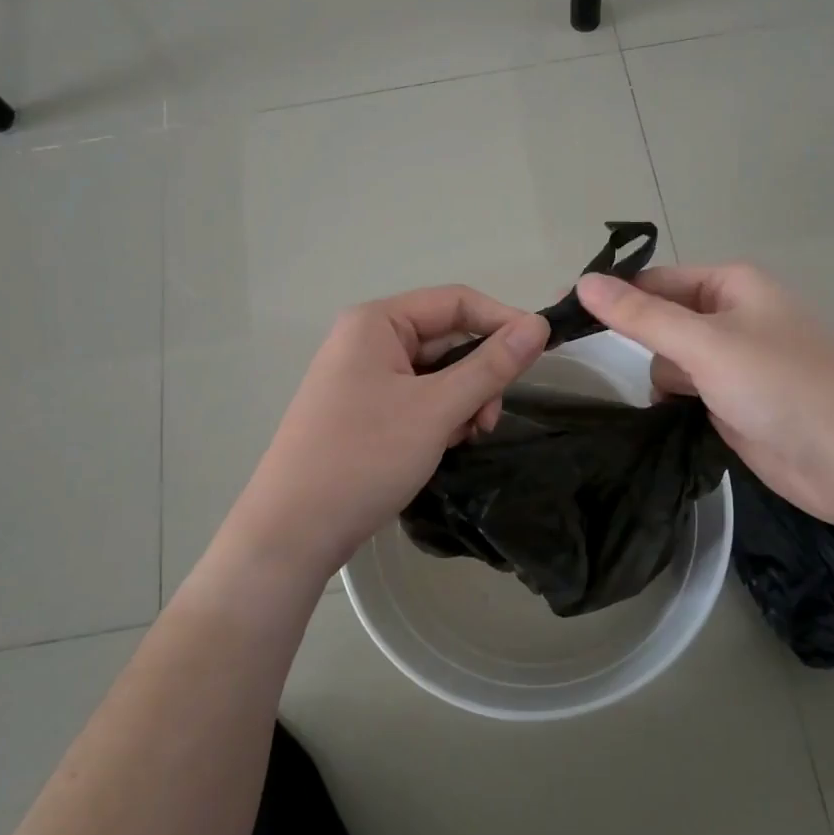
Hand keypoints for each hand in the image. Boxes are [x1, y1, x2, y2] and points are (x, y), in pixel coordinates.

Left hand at [223, 287, 548, 580]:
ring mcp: (363, 377)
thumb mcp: (436, 409)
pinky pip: (417, 398)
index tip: (541, 353)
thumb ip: (491, 366)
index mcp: (376, 322)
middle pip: (447, 338)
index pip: (456, 301)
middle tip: (489, 420)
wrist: (291, 533)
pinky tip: (441, 446)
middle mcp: (367, 340)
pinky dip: (440, 417)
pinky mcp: (363, 411)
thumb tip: (538, 326)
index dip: (502, 321)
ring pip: (436, 373)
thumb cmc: (363, 458)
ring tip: (462, 438)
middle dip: (479, 375)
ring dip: (462, 400)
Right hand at [577, 265, 833, 531]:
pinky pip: (688, 393)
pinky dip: (675, 403)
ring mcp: (733, 365)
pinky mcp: (734, 405)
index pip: (655, 281)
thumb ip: (642, 316)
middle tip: (586, 357)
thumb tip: (583, 282)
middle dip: (636, 339)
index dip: (610, 294)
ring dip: (661, 377)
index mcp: (731, 287)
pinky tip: (670, 417)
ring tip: (663, 396)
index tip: (561, 313)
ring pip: (671, 361)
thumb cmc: (784, 386)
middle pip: (661, 320)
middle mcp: (731, 319)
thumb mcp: (706, 343)